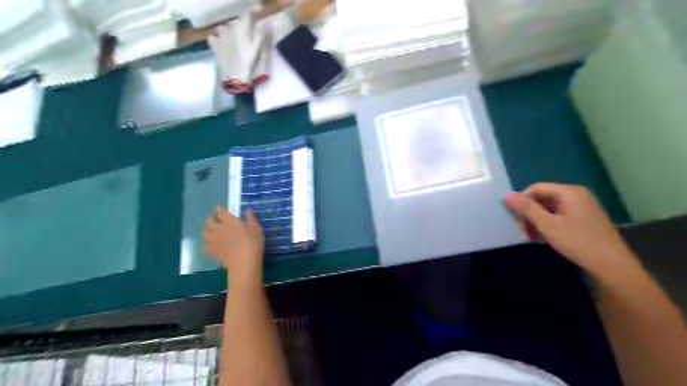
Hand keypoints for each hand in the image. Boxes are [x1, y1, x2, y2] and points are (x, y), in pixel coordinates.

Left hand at [202, 209, 263, 277]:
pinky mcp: (212, 252)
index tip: (221, 209)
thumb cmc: (253, 244)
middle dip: (212, 219)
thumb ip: (251, 218)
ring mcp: (213, 241)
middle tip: (218, 221)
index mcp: (229, 221)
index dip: (219, 209)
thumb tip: (248, 209)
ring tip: (214, 232)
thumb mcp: (256, 229)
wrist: (244, 263)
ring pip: (205, 232)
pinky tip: (214, 245)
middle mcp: (218, 229)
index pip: (218, 211)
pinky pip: (206, 245)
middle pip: (208, 221)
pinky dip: (208, 243)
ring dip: (208, 230)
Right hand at [504, 183, 637, 274]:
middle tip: (522, 229)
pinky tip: (544, 238)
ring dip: (537, 221)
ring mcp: (582, 207)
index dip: (522, 200)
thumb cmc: (577, 241)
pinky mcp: (585, 219)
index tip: (514, 217)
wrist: (611, 265)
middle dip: (530, 213)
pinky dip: (548, 225)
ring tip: (532, 237)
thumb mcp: (547, 225)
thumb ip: (526, 208)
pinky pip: (559, 216)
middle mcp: (576, 195)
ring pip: (550, 208)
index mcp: (569, 192)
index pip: (536, 188)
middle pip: (543, 198)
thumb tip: (506, 196)